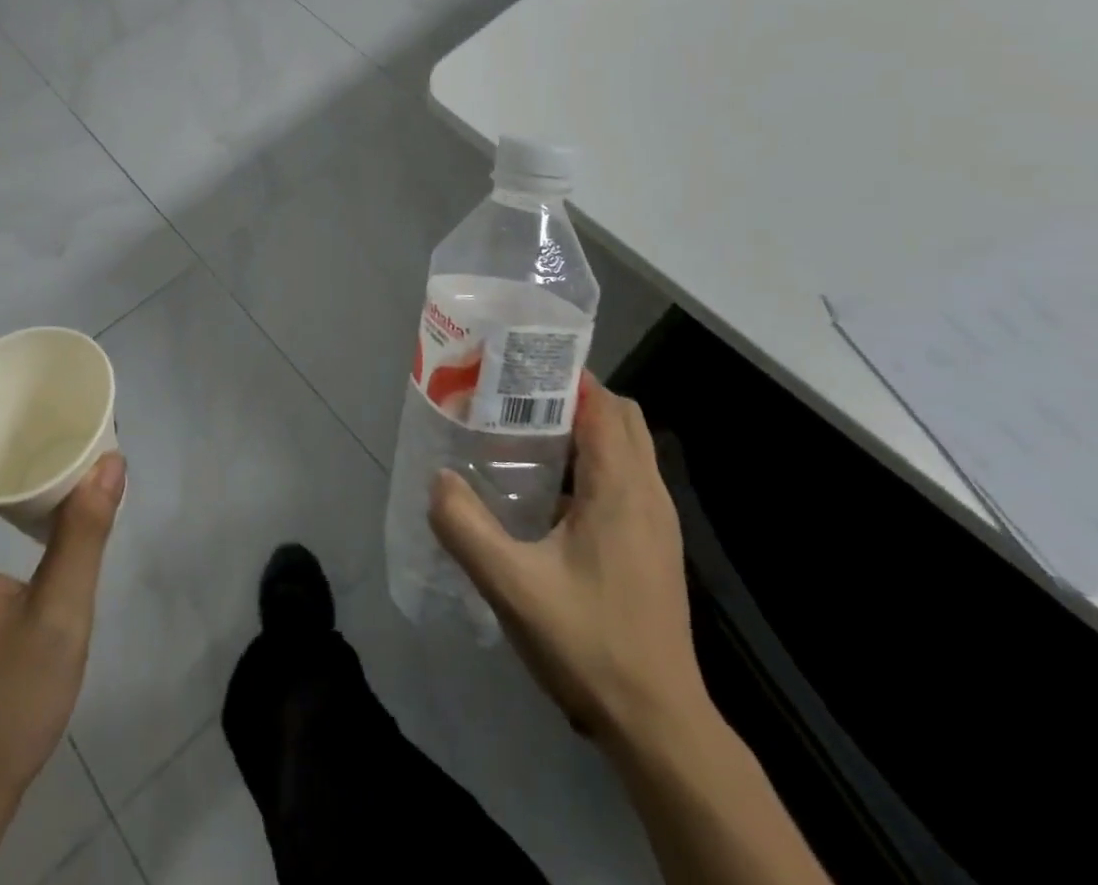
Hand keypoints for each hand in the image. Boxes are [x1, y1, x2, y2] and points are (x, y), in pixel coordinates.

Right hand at [428, 373, 704, 744]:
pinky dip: (592, 464)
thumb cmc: (588, 645)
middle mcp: (647, 494)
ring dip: (582, 430)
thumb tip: (439, 479)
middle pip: (619, 416)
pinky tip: (546, 495)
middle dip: (571, 397)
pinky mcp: (653, 546)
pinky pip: (626, 479)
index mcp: (620, 489)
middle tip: (515, 402)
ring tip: (523, 437)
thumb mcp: (511, 586)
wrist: (659, 726)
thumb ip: (466, 526)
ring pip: (626, 448)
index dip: (563, 377)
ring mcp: (656, 522)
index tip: (515, 371)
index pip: (602, 403)